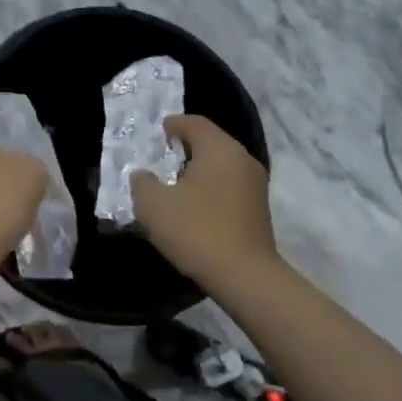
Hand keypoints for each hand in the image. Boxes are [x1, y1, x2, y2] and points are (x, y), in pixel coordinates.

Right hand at [133, 115, 276, 281]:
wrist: (246, 278)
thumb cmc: (197, 230)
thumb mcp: (153, 205)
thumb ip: (142, 182)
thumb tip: (144, 176)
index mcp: (219, 149)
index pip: (194, 122)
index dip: (172, 125)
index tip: (155, 136)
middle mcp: (242, 159)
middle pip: (210, 142)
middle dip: (184, 148)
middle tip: (160, 161)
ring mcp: (255, 185)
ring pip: (221, 165)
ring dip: (197, 170)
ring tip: (174, 186)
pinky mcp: (259, 209)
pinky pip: (229, 185)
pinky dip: (210, 188)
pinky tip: (194, 207)